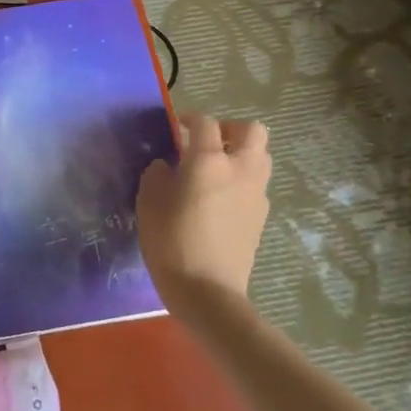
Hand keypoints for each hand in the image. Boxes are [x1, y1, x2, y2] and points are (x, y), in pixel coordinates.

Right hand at [136, 114, 270, 313]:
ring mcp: (256, 194)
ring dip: (241, 154)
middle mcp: (240, 169)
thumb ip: (158, 174)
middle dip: (230, 129)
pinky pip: (257, 184)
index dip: (190, 119)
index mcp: (209, 160)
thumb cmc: (171, 241)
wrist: (207, 292)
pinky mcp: (261, 217)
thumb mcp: (148, 201)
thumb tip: (168, 166)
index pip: (205, 123)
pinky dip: (242, 180)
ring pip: (260, 156)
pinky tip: (220, 199)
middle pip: (252, 131)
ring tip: (216, 170)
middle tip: (208, 143)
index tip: (177, 127)